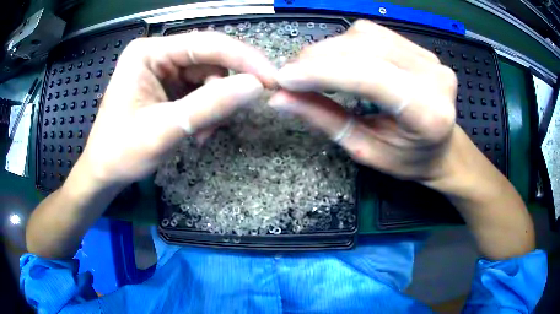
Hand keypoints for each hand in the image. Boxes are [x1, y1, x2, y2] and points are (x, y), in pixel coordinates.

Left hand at [77, 32, 275, 186]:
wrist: (104, 173)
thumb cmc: (122, 152)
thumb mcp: (164, 130)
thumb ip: (210, 105)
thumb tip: (256, 87)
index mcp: (149, 53)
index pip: (206, 44)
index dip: (243, 59)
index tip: (272, 80)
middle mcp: (158, 55)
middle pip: (209, 61)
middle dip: (223, 90)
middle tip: (228, 118)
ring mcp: (164, 71)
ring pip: (208, 78)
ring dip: (214, 106)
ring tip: (202, 134)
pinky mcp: (169, 88)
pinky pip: (201, 92)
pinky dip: (207, 112)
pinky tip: (198, 132)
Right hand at [270, 20, 457, 182]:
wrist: (443, 147)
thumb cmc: (410, 159)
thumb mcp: (366, 150)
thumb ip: (325, 120)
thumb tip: (280, 99)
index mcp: (428, 113)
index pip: (369, 77)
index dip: (322, 73)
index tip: (283, 79)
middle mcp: (433, 77)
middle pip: (365, 49)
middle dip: (318, 58)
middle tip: (290, 76)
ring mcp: (428, 57)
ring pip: (365, 35)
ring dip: (328, 49)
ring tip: (309, 69)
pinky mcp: (419, 48)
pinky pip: (373, 33)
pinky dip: (344, 43)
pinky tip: (335, 60)